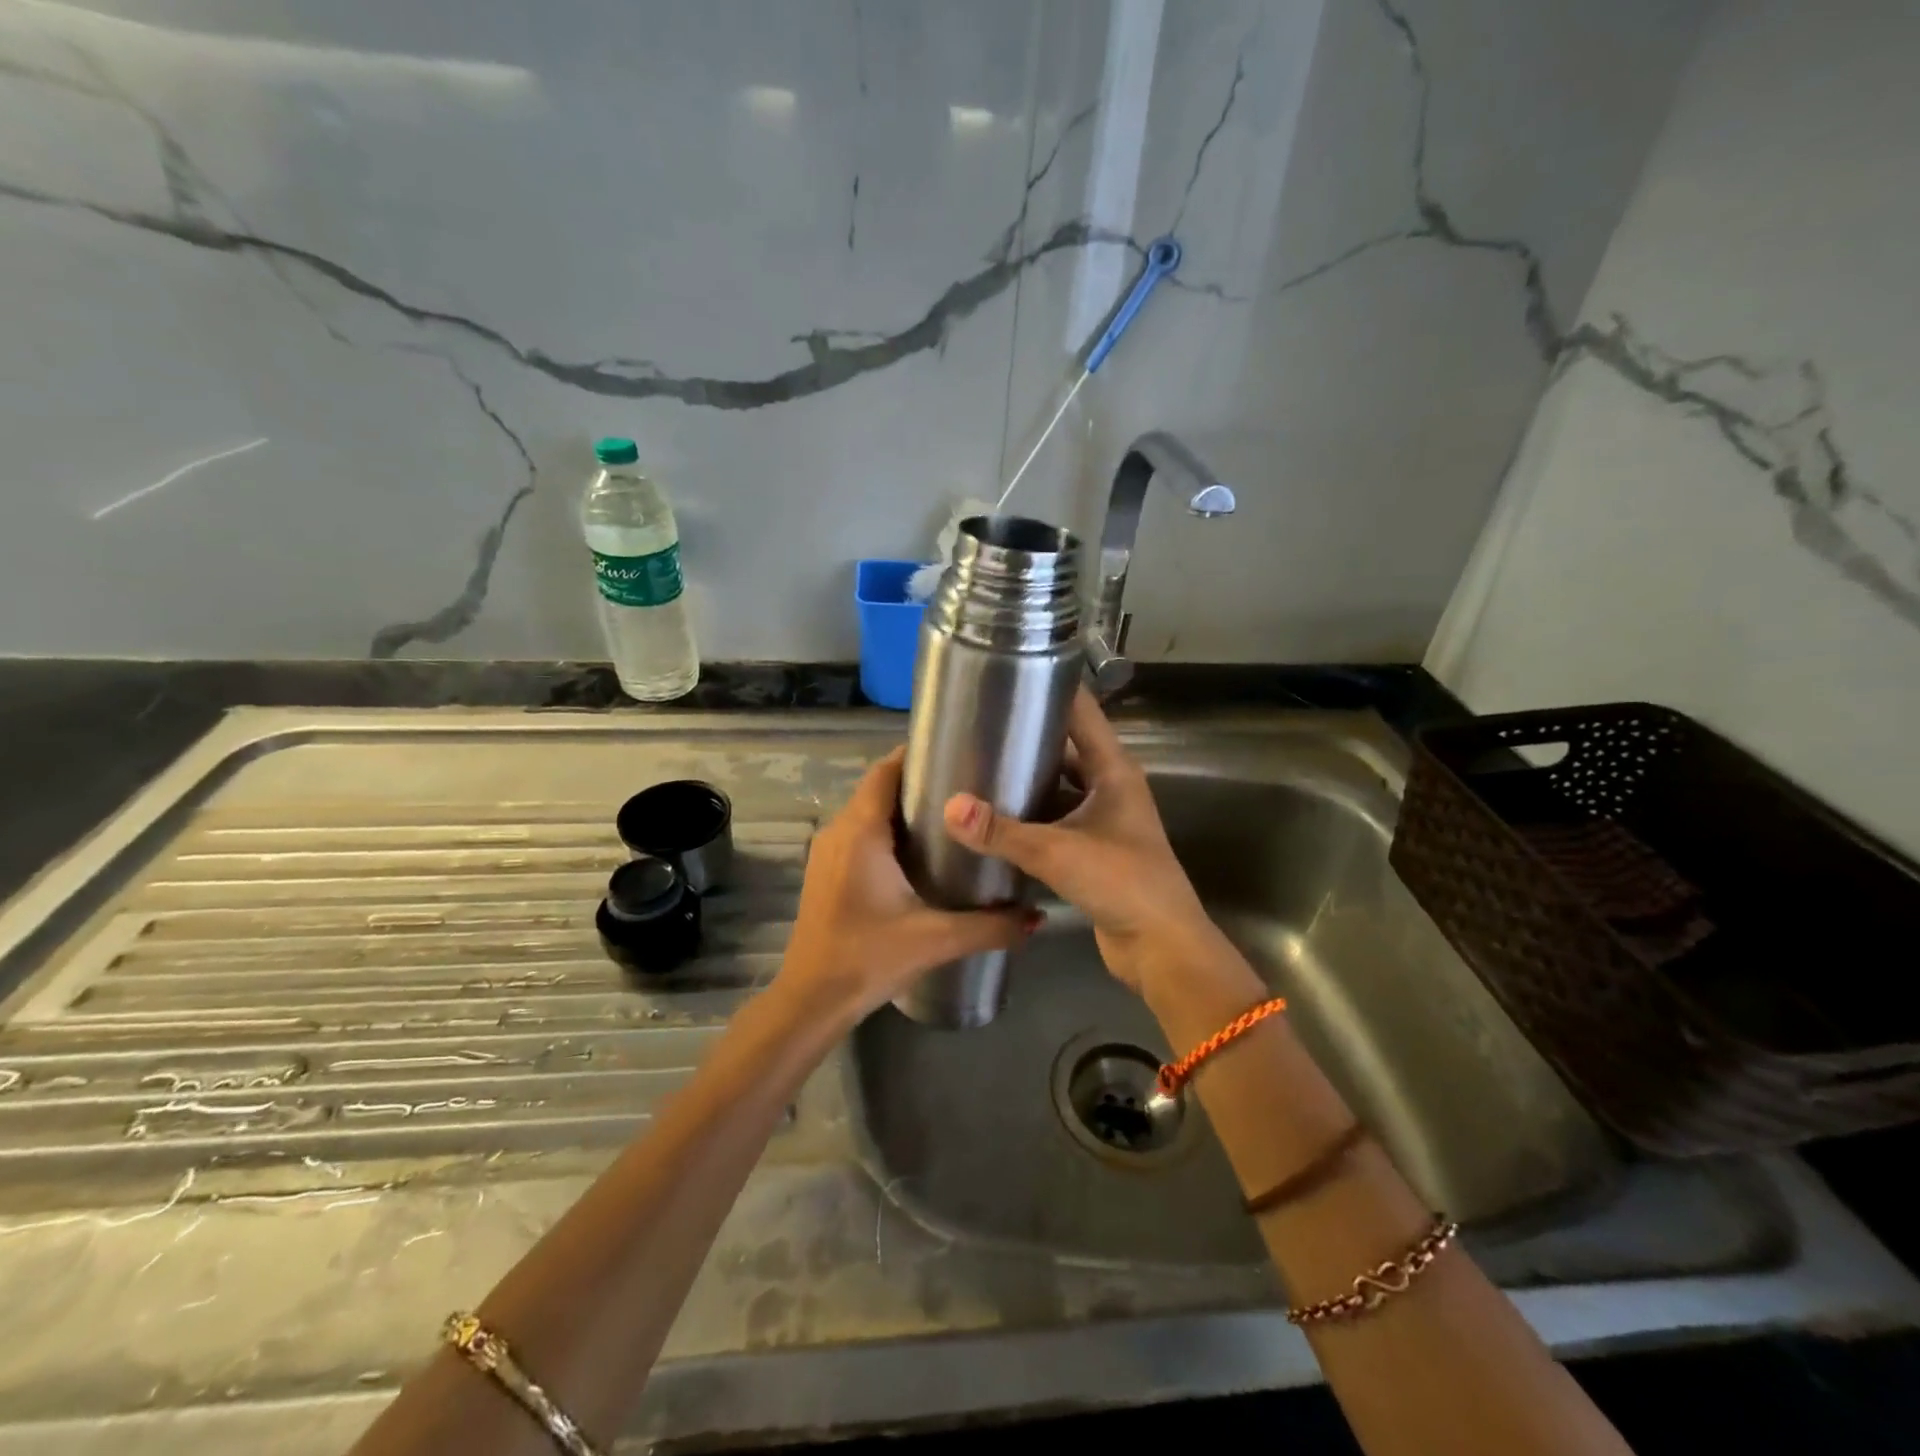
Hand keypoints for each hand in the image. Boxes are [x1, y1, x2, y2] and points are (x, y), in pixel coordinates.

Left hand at [779, 747, 1039, 1024]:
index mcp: (861, 831)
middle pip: (879, 788)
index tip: (958, 753)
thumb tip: (1037, 919)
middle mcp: (839, 831)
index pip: (886, 770)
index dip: (918, 755)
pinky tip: (920, 856)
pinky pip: (859, 836)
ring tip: (951, 819)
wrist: (810, 1001)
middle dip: (919, 783)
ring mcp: (827, 853)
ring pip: (868, 813)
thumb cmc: (867, 958)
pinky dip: (887, 833)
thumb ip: (990, 927)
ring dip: (903, 810)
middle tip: (967, 788)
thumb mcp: (935, 939)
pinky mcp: (826, 874)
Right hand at [941, 688, 1213, 991]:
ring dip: (1027, 780)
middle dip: (1028, 737)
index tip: (1011, 672)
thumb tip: (949, 808)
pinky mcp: (1093, 850)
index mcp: (1115, 771)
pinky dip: (1030, 817)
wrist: (1162, 948)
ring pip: (1059, 787)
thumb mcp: (1058, 852)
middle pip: (1067, 749)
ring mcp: (1103, 820)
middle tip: (979, 726)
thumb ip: (1001, 832)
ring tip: (978, 767)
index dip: (1052, 689)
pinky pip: (1056, 820)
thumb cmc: (1122, 884)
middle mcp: (1111, 788)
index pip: (1083, 713)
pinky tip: (995, 817)